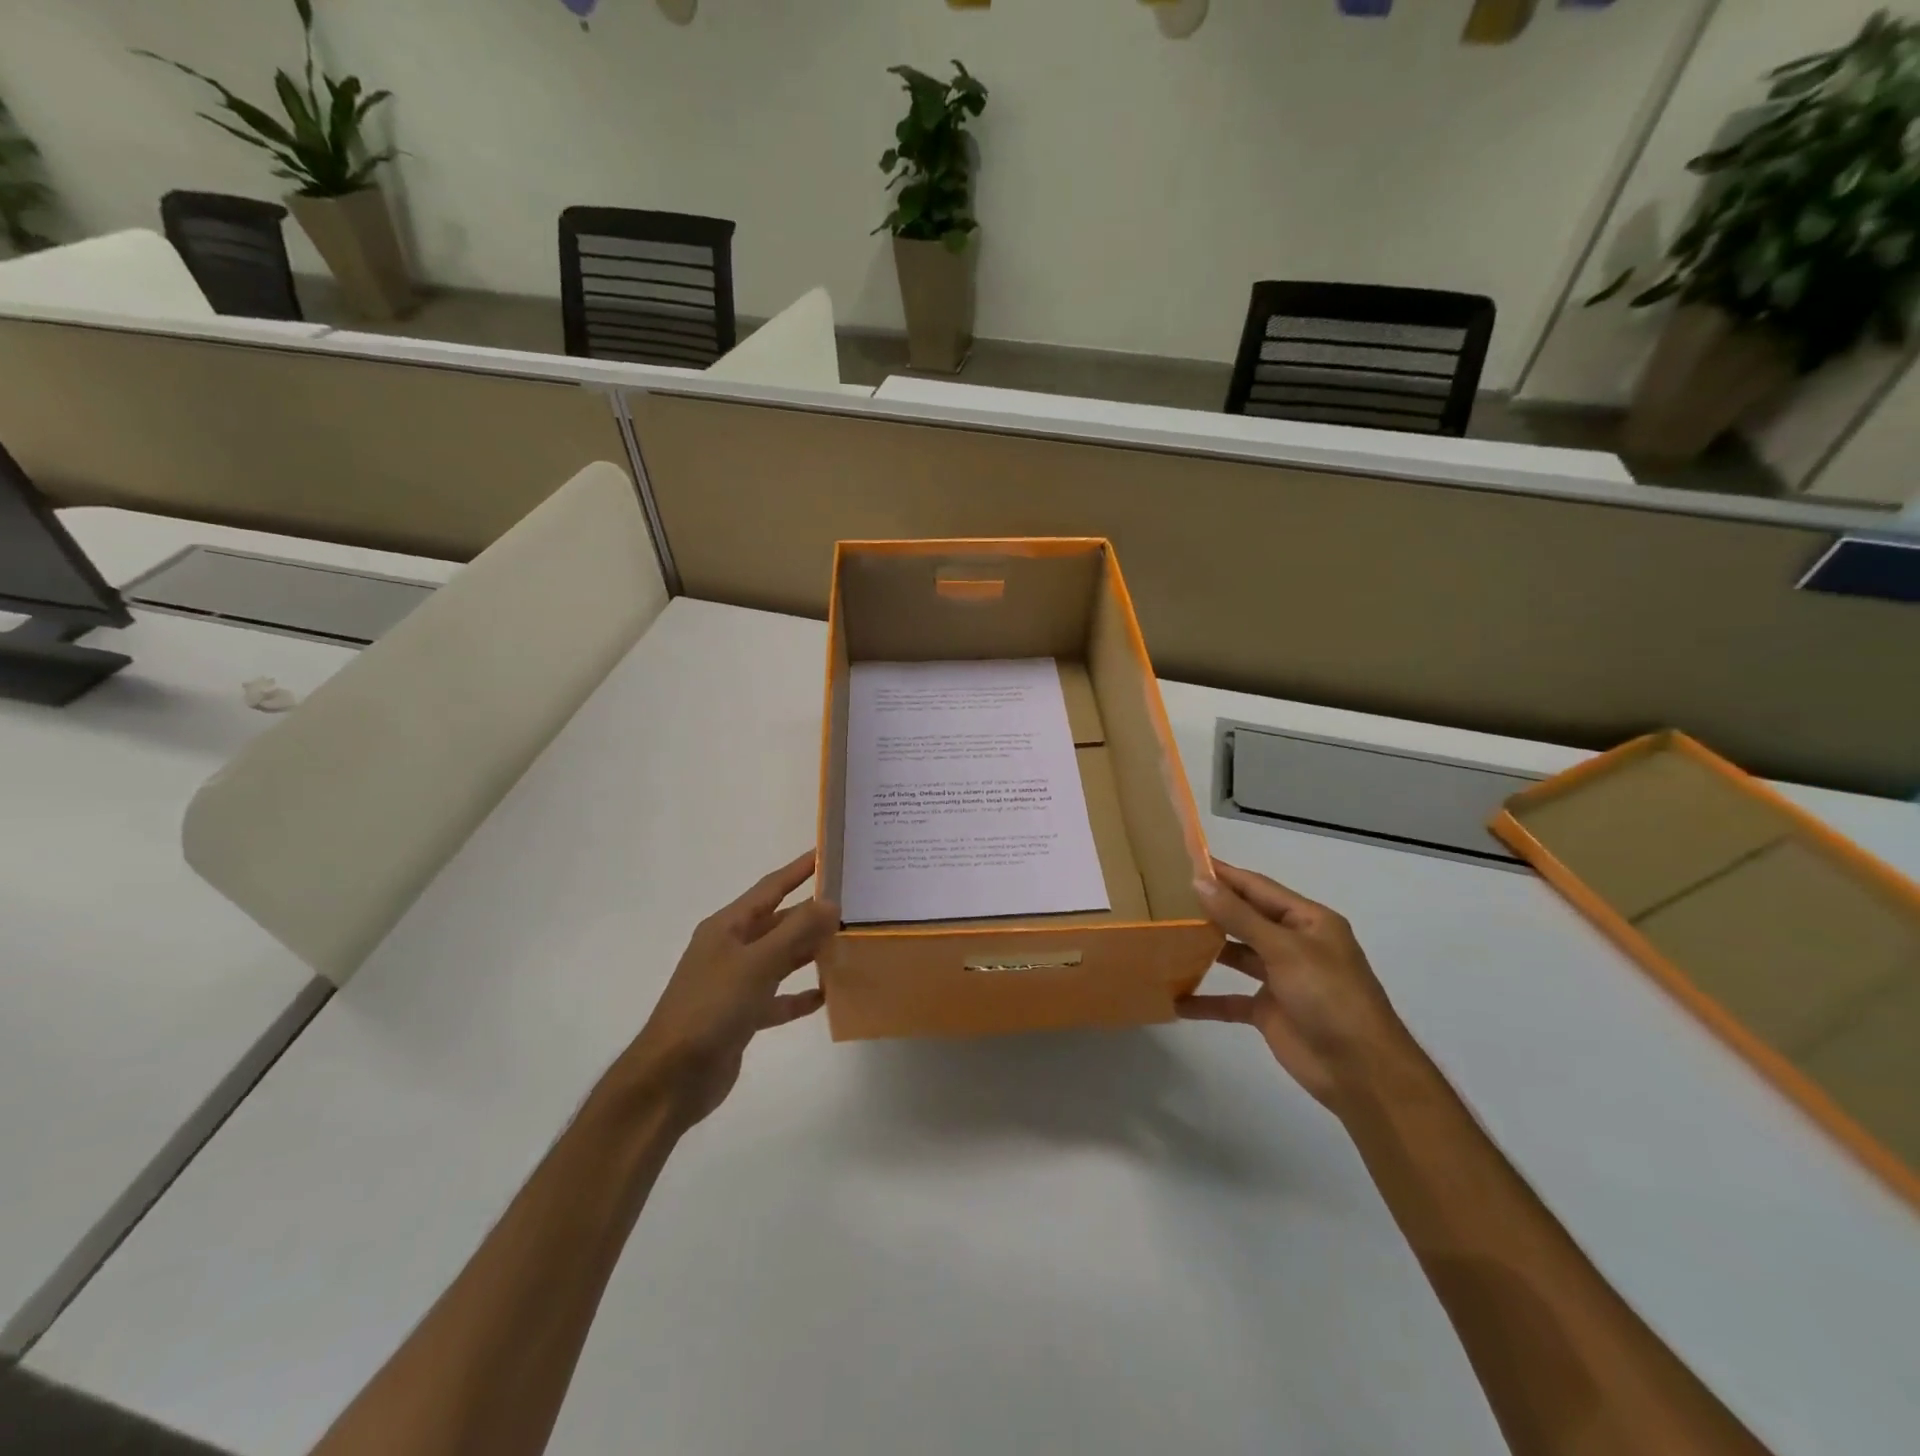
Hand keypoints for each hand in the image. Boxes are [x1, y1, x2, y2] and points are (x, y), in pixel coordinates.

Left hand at [623, 851, 838, 1128]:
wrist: (671, 1079)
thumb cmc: (711, 1009)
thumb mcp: (756, 965)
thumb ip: (796, 932)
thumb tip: (831, 902)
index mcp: (727, 928)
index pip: (770, 888)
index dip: (799, 870)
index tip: (828, 854)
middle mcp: (731, 949)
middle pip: (778, 923)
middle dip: (812, 914)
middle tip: (853, 903)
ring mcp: (735, 984)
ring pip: (781, 959)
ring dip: (810, 952)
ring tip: (848, 943)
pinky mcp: (742, 1016)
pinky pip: (778, 997)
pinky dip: (799, 995)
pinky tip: (826, 994)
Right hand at [1179, 858, 1416, 1111]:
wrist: (1362, 1072)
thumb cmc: (1329, 997)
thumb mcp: (1285, 949)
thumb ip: (1240, 917)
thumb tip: (1200, 881)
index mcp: (1308, 921)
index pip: (1258, 887)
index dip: (1224, 874)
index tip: (1184, 860)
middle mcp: (1294, 944)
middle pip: (1245, 918)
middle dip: (1211, 908)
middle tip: (1165, 896)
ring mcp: (1281, 978)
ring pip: (1236, 955)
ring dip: (1206, 948)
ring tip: (1165, 936)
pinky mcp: (1269, 1011)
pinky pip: (1231, 999)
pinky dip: (1206, 1000)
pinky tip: (1177, 1000)